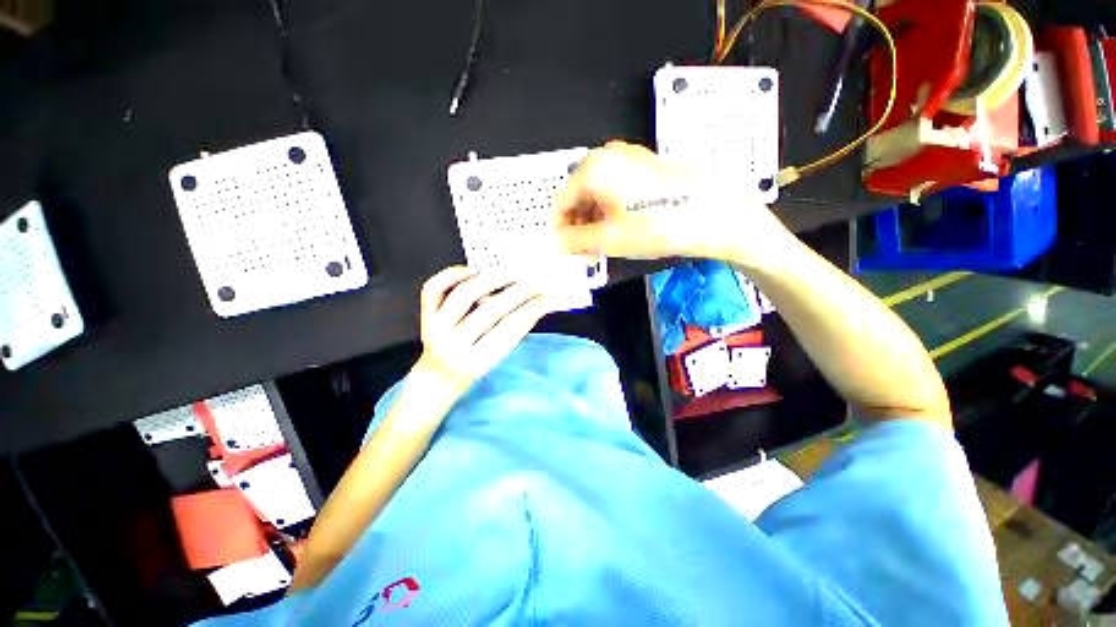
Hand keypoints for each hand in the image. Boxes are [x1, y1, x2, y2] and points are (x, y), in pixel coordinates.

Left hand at [412, 266, 551, 398]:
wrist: (437, 376)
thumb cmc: (474, 366)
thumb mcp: (496, 359)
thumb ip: (512, 333)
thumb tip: (535, 303)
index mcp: (475, 361)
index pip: (508, 330)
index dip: (529, 311)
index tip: (545, 297)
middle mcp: (453, 344)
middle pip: (489, 311)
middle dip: (517, 293)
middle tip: (534, 280)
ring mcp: (436, 327)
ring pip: (463, 294)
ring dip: (491, 279)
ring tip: (510, 271)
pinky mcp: (425, 314)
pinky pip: (435, 287)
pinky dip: (454, 274)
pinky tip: (473, 272)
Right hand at [555, 141, 783, 263]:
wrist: (712, 215)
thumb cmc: (659, 224)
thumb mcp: (609, 238)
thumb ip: (575, 240)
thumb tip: (559, 241)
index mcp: (594, 169)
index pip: (561, 201)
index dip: (560, 229)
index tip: (565, 248)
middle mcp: (608, 157)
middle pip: (578, 196)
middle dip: (578, 226)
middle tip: (584, 251)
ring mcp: (628, 160)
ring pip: (596, 194)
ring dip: (593, 221)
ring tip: (601, 246)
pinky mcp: (643, 168)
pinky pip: (614, 191)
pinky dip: (609, 212)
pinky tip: (617, 231)